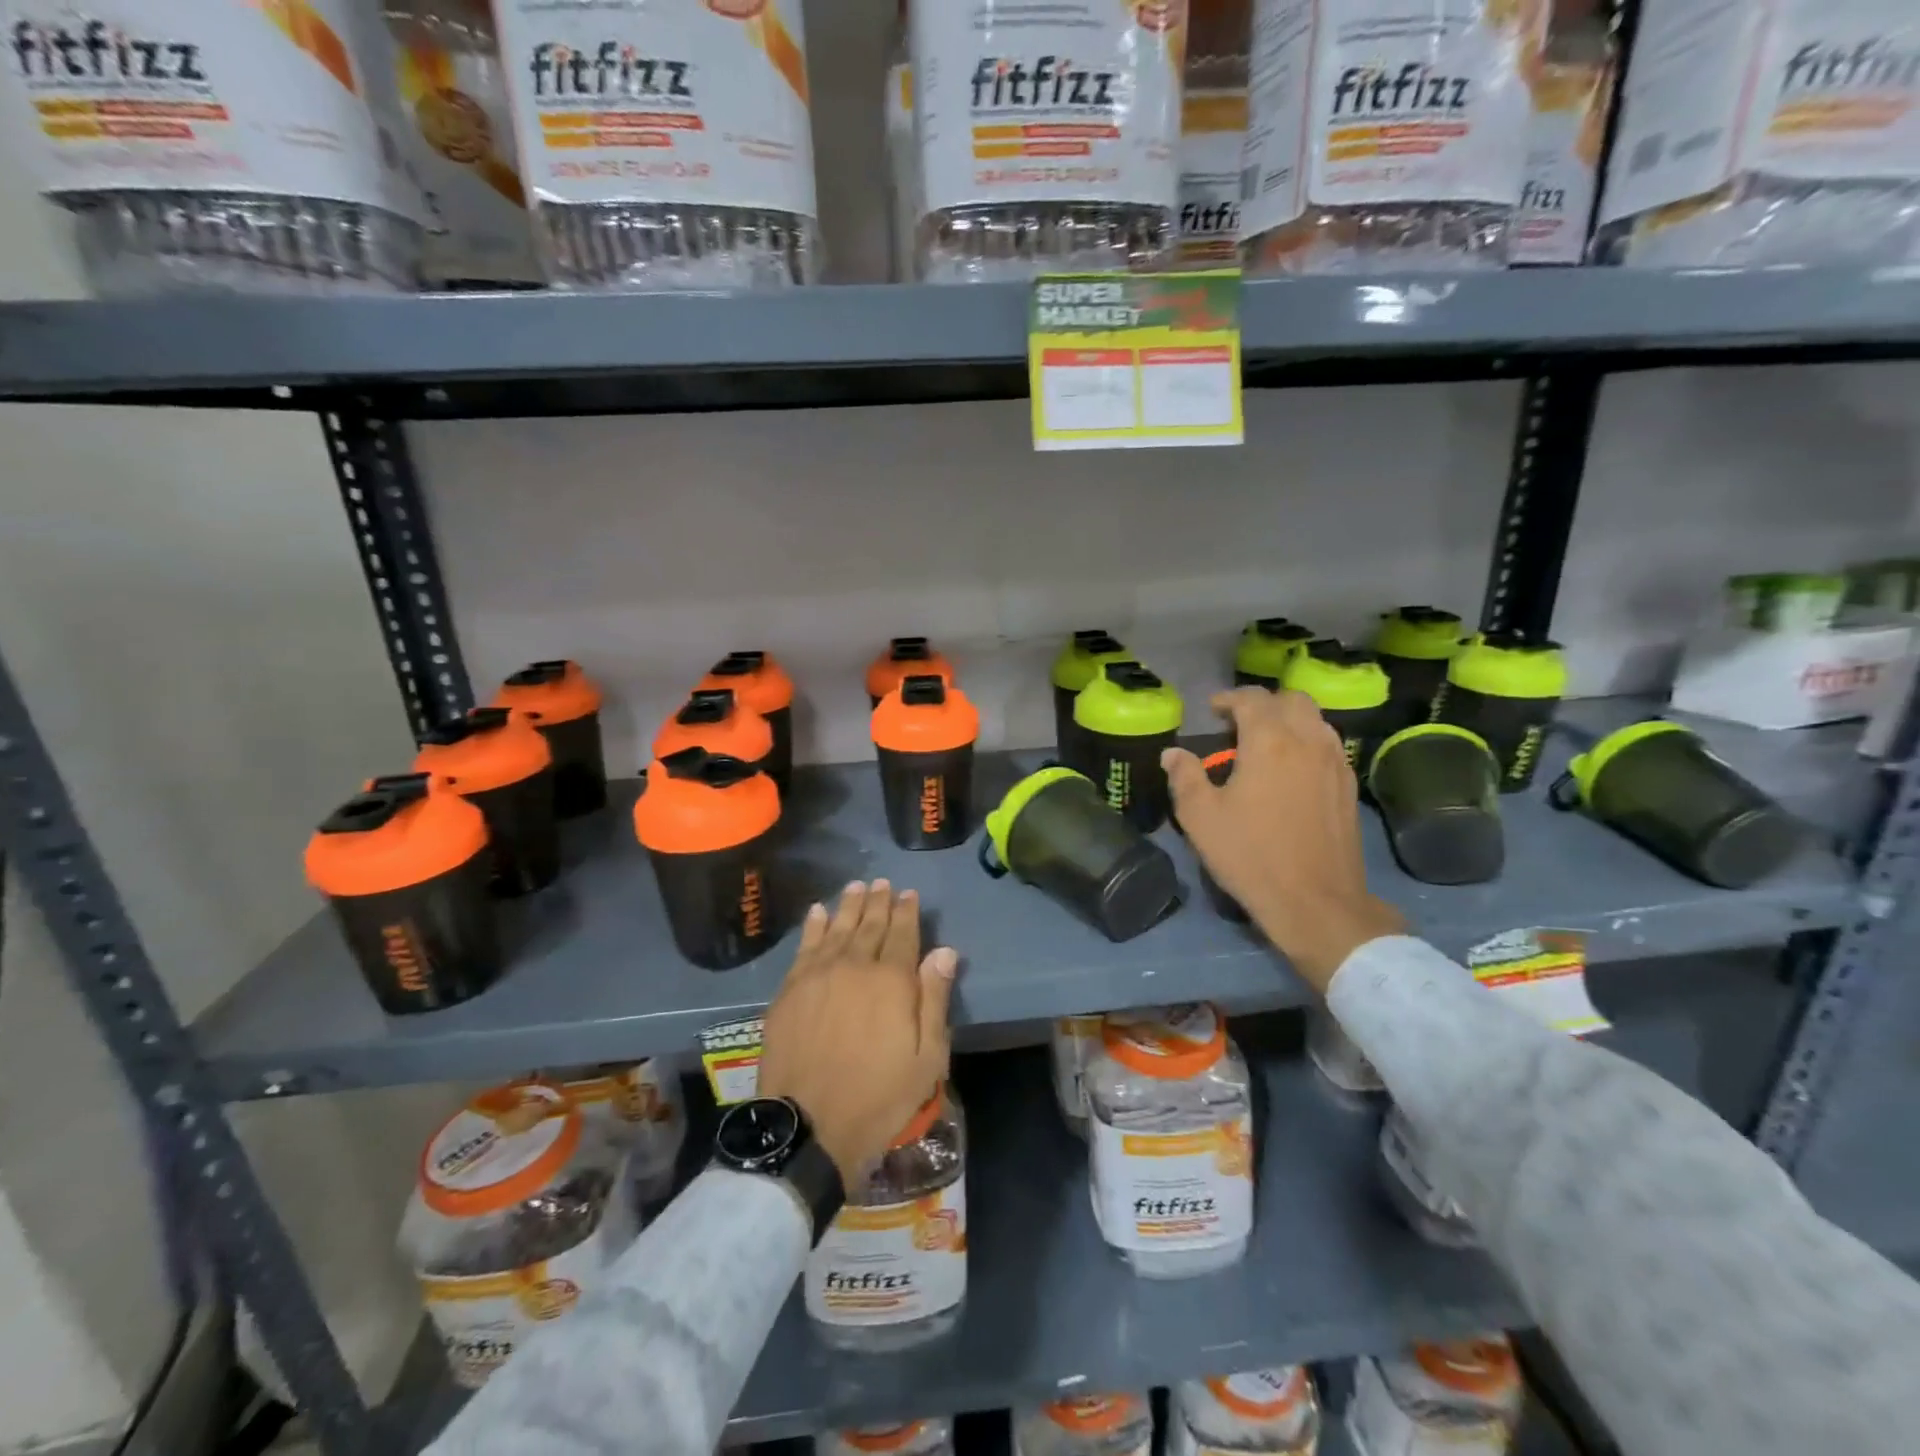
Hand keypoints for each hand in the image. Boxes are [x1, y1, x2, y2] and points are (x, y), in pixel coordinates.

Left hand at [759, 880, 958, 1184]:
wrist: (808, 1125)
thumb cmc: (878, 1097)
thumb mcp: (926, 1058)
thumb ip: (934, 999)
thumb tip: (945, 951)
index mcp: (892, 980)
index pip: (903, 934)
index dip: (907, 911)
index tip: (909, 893)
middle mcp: (855, 966)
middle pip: (869, 925)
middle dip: (878, 901)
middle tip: (882, 882)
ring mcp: (818, 975)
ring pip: (837, 928)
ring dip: (848, 905)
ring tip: (855, 886)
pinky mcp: (790, 989)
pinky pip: (805, 946)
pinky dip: (813, 926)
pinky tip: (818, 912)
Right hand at [1163, 688, 1403, 992]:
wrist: (1315, 901)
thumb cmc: (1251, 855)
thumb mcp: (1200, 818)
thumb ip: (1185, 777)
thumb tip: (1173, 754)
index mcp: (1270, 742)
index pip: (1252, 699)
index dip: (1229, 698)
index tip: (1213, 711)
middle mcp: (1308, 741)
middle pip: (1291, 700)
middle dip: (1263, 704)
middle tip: (1239, 724)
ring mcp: (1334, 763)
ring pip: (1316, 719)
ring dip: (1289, 720)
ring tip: (1266, 743)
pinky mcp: (1348, 786)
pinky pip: (1328, 745)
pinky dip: (1308, 742)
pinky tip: (1292, 769)